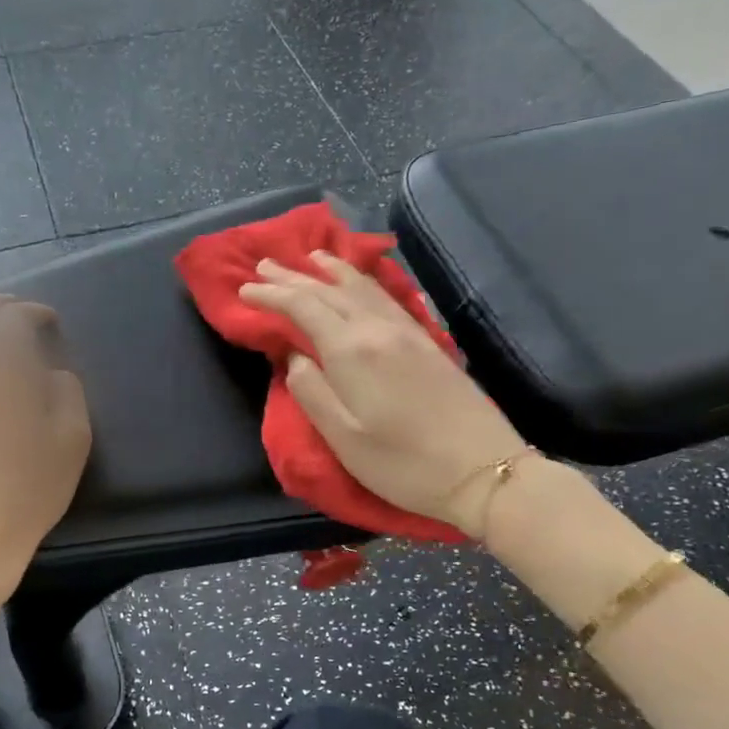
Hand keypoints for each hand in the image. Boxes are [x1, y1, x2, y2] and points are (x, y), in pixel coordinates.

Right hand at [240, 252, 526, 532]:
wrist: (484, 471)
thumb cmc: (404, 464)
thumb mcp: (344, 439)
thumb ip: (311, 392)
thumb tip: (293, 356)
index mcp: (352, 351)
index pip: (303, 307)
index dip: (272, 295)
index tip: (245, 288)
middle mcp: (378, 329)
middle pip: (329, 290)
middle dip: (294, 276)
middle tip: (264, 265)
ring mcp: (407, 332)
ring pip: (361, 287)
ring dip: (330, 270)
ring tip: (311, 257)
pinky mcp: (427, 341)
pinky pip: (386, 297)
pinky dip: (363, 281)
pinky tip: (360, 282)